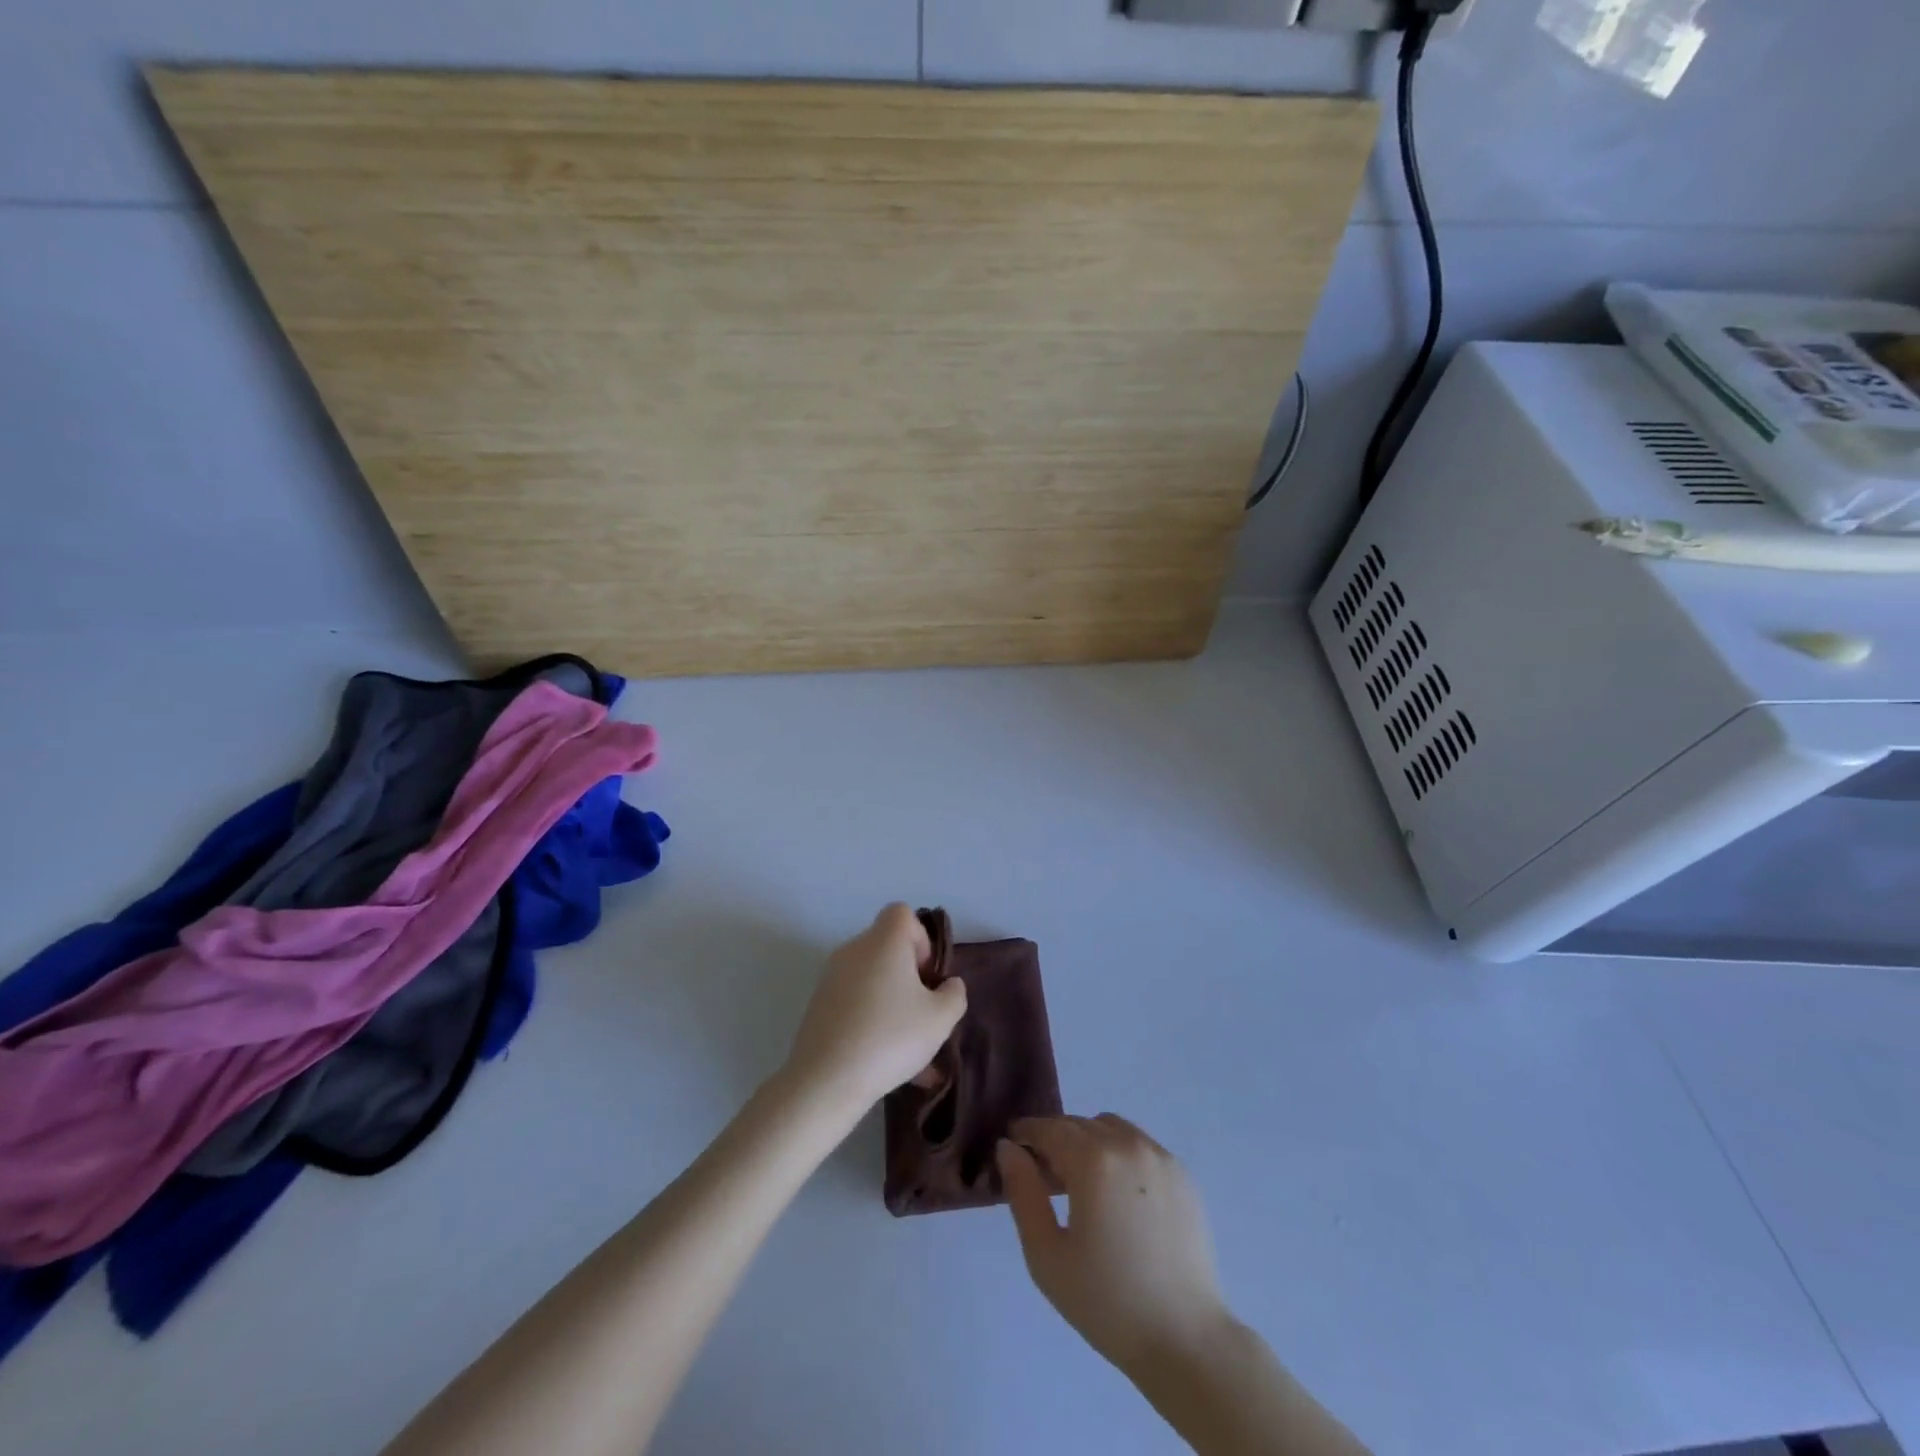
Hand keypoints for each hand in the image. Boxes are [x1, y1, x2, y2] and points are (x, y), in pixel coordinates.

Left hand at [786, 904, 967, 1112]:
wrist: (826, 1079)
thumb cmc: (890, 1037)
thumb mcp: (940, 1019)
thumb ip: (954, 995)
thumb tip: (948, 984)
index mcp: (883, 941)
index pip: (902, 913)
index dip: (920, 938)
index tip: (927, 975)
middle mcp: (854, 950)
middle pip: (887, 947)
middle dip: (909, 975)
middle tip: (922, 1010)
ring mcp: (831, 977)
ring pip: (872, 979)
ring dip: (893, 1002)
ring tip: (910, 1049)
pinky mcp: (818, 1004)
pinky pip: (855, 1002)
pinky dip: (872, 1020)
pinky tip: (886, 1062)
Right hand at [999, 1115, 1230, 1376]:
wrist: (1185, 1339)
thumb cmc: (1106, 1301)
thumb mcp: (1046, 1254)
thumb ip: (1023, 1192)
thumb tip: (1008, 1148)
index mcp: (1093, 1160)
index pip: (1049, 1128)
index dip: (1026, 1133)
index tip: (1013, 1146)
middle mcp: (1128, 1144)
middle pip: (1079, 1124)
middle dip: (1056, 1139)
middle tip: (1045, 1176)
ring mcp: (1160, 1156)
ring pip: (1111, 1128)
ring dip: (1089, 1141)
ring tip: (1084, 1184)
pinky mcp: (1182, 1174)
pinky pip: (1140, 1145)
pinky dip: (1120, 1153)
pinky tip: (1118, 1195)